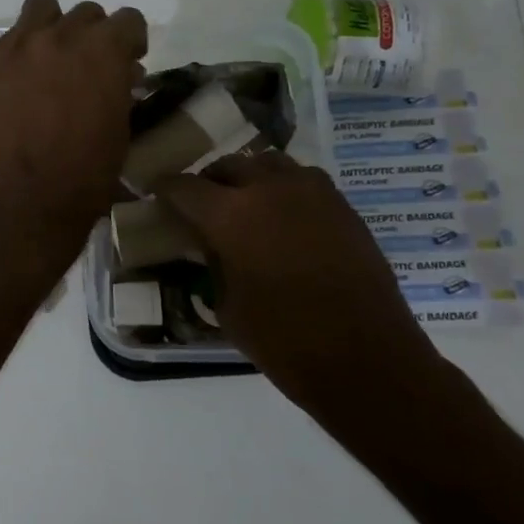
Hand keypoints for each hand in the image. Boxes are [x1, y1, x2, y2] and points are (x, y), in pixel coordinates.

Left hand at [0, 0, 147, 270]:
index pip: (127, 19)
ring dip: (53, 27)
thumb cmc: (88, 172)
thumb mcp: (122, 126)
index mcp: (104, 49)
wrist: (28, 199)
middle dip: (93, 36)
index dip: (131, 40)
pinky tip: (22, 83)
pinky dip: (21, 52)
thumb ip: (121, 87)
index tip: (129, 60)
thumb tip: (120, 74)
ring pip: (41, 9)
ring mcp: (19, 47)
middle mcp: (61, 36)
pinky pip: (10, 40)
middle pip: (85, 13)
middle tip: (88, 67)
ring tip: (52, 59)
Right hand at [156, 152, 440, 420]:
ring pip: (270, 164)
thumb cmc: (283, 341)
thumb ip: (212, 261)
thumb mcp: (226, 304)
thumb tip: (209, 243)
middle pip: (229, 165)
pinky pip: (304, 181)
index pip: (184, 187)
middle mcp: (269, 190)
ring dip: (251, 178)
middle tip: (202, 204)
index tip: (158, 195)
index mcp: (230, 215)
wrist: (366, 359)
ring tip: (246, 203)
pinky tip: (284, 218)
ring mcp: (312, 193)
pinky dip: (285, 189)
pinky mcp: (343, 206)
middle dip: (209, 181)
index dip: (166, 189)